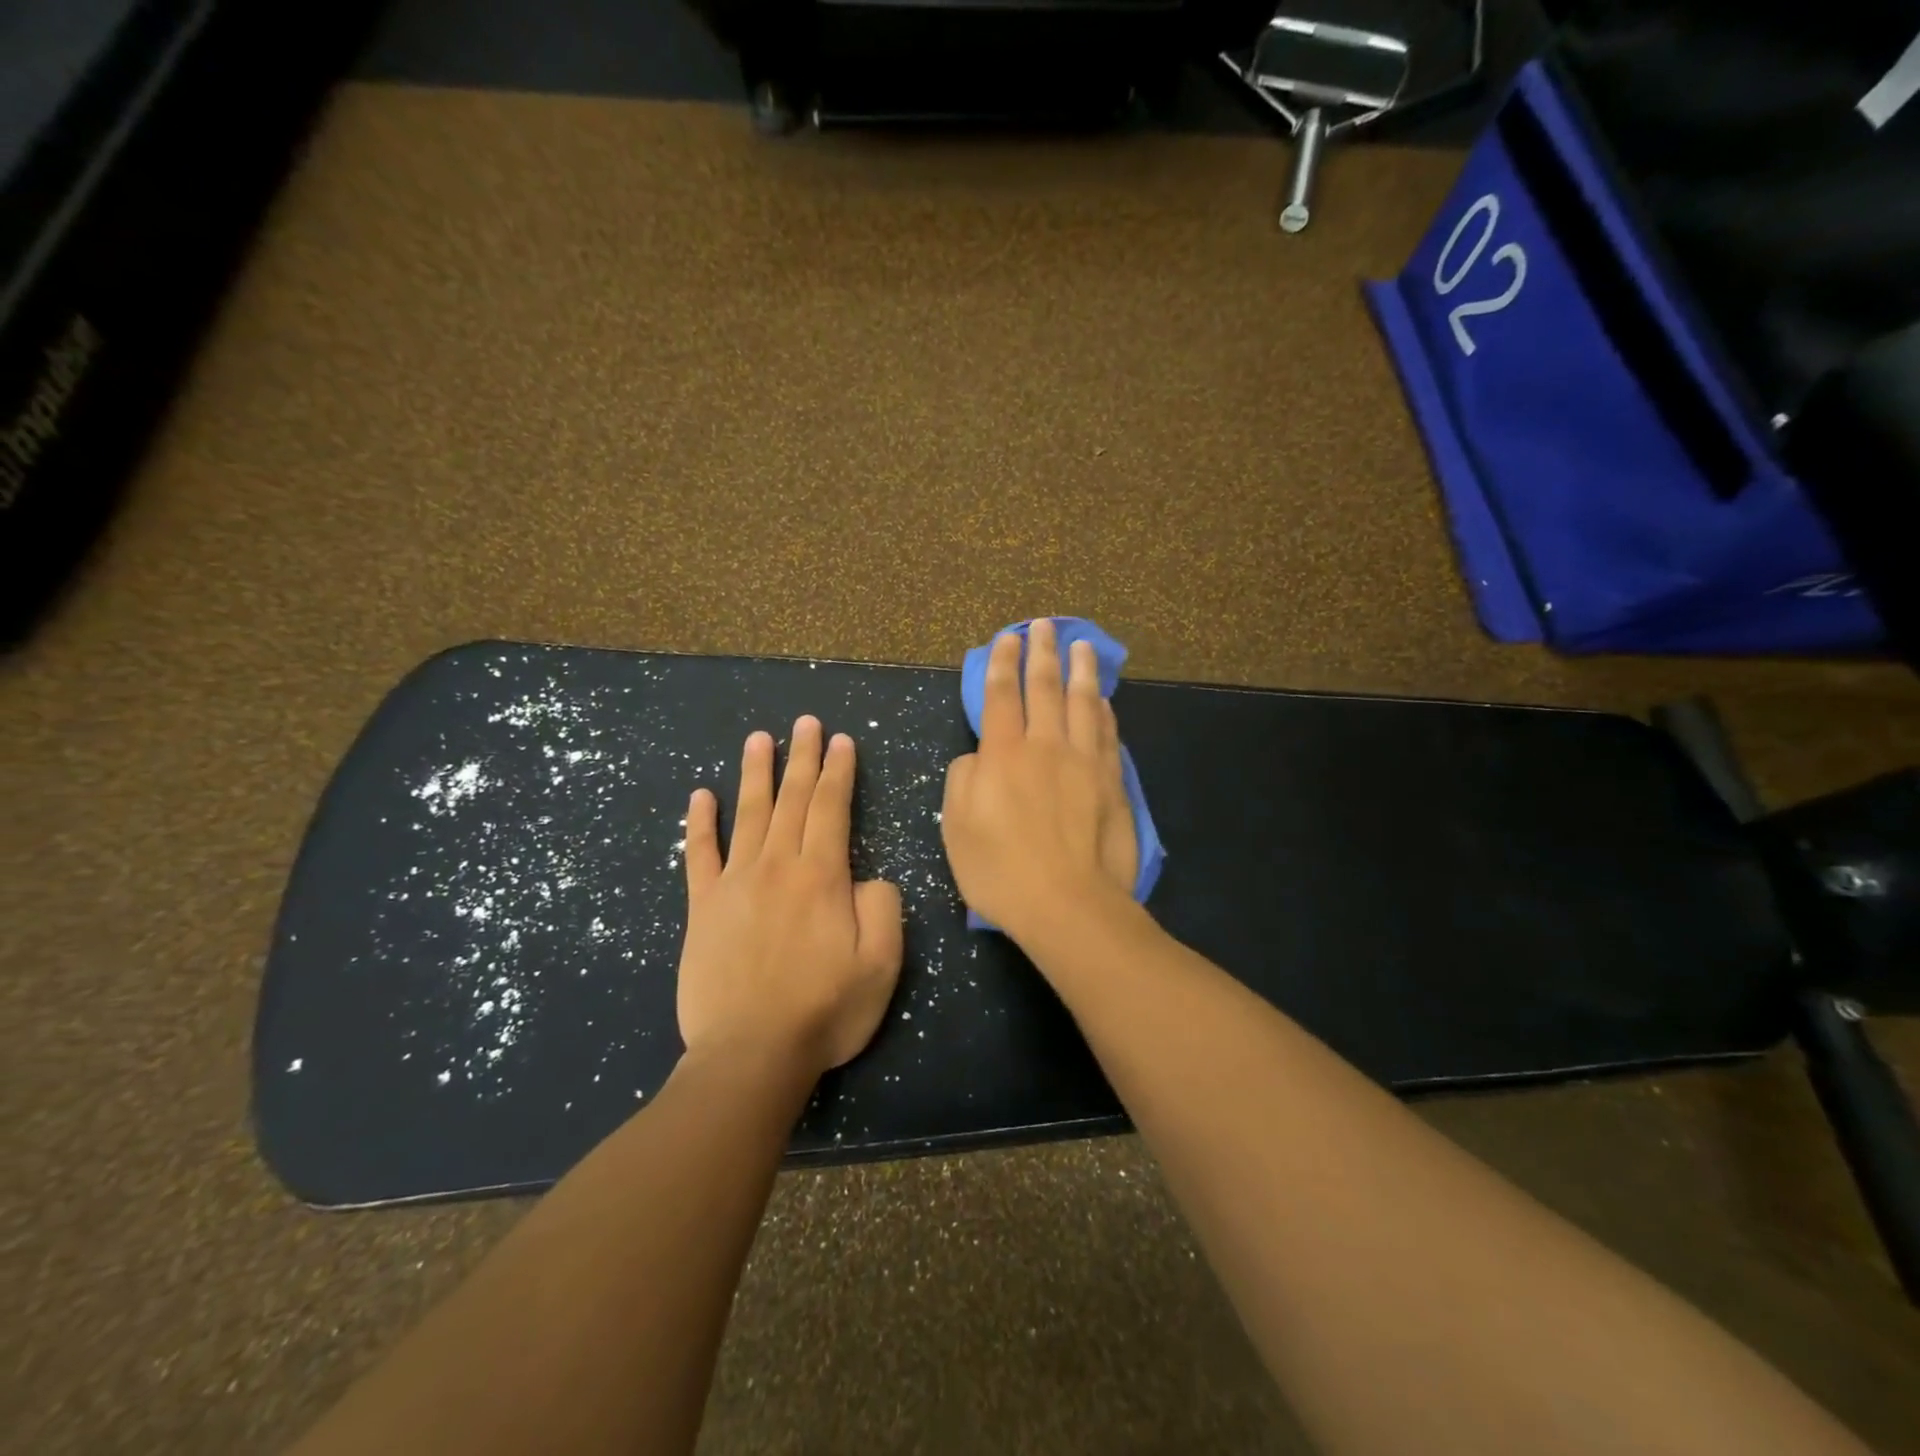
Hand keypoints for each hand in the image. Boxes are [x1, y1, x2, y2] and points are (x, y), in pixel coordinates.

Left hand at [677, 717, 903, 1076]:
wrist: (750, 1055)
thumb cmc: (825, 1011)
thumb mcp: (882, 964)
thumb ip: (883, 907)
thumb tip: (868, 877)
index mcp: (822, 876)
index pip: (832, 807)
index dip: (839, 771)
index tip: (841, 740)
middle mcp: (777, 866)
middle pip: (792, 799)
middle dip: (803, 757)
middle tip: (805, 722)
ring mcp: (734, 884)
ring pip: (748, 814)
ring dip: (755, 773)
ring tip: (759, 738)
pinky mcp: (702, 908)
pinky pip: (699, 855)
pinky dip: (699, 823)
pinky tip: (699, 795)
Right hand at [941, 617, 1138, 941]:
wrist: (1067, 904)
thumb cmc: (1001, 871)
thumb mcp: (957, 827)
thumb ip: (964, 780)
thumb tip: (979, 757)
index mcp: (1003, 755)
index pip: (1000, 695)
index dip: (1001, 664)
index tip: (1006, 638)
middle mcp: (1045, 746)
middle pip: (1044, 688)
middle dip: (1041, 653)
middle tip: (1043, 626)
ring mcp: (1084, 762)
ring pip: (1083, 703)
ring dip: (1081, 670)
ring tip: (1082, 645)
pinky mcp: (1111, 782)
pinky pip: (1107, 734)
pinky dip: (1103, 711)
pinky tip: (1102, 700)